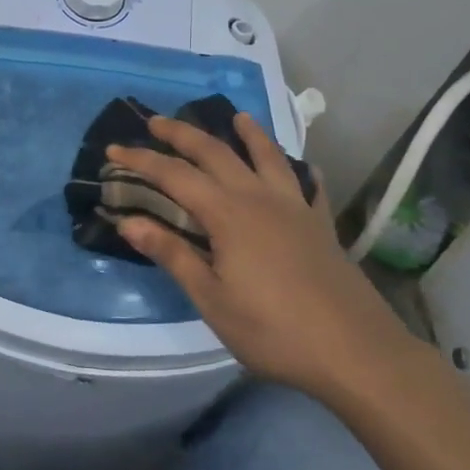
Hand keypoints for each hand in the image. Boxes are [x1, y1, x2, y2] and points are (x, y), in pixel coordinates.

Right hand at [109, 113, 401, 393]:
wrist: (357, 353)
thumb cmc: (274, 330)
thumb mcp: (211, 299)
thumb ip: (172, 255)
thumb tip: (128, 221)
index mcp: (228, 214)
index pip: (174, 175)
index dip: (141, 160)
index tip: (113, 148)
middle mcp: (259, 198)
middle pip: (215, 152)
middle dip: (182, 133)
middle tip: (156, 121)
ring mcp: (295, 207)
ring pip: (266, 156)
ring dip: (247, 133)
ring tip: (236, 116)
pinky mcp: (320, 224)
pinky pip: (307, 183)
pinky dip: (297, 168)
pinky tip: (300, 167)